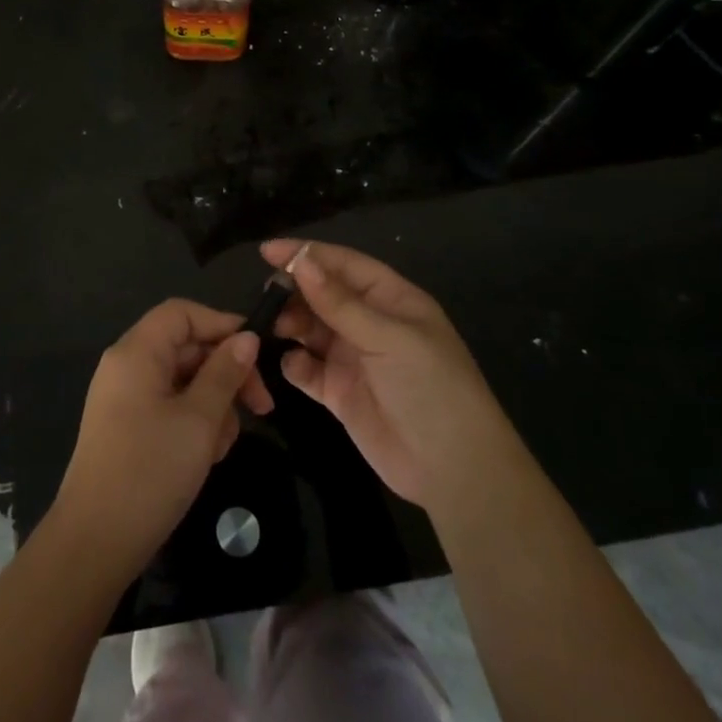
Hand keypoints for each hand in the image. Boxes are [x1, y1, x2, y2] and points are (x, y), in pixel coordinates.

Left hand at [52, 299, 273, 581]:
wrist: (95, 542)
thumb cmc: (150, 471)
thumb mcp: (199, 420)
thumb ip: (225, 373)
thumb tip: (247, 338)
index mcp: (137, 352)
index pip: (182, 313)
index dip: (221, 324)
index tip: (258, 353)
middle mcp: (127, 365)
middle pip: (186, 347)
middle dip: (225, 373)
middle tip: (262, 408)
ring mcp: (125, 398)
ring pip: (183, 381)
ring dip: (213, 404)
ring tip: (222, 445)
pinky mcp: (128, 427)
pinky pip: (169, 406)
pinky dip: (193, 422)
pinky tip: (206, 456)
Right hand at [262, 239, 500, 509]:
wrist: (454, 470)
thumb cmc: (431, 388)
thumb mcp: (389, 338)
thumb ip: (340, 303)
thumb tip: (301, 262)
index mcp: (391, 299)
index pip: (344, 265)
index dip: (307, 254)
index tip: (267, 251)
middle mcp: (369, 323)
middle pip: (322, 294)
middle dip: (294, 290)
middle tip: (267, 295)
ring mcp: (353, 358)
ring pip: (310, 328)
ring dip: (290, 323)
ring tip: (272, 327)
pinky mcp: (339, 392)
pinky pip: (307, 369)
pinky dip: (294, 363)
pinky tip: (292, 364)